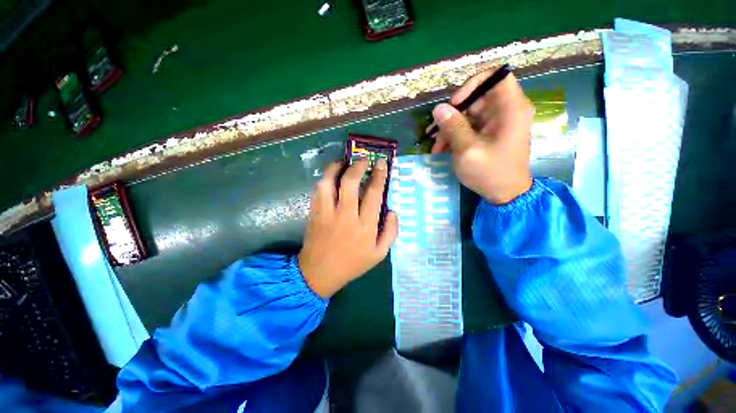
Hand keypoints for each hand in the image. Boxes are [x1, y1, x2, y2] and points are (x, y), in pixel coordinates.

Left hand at [298, 158, 398, 297]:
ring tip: (343, 162)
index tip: (381, 163)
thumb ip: (391, 232)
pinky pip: (318, 191)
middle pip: (350, 182)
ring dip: (336, 168)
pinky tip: (330, 177)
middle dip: (358, 166)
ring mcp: (327, 213)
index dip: (378, 175)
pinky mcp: (314, 213)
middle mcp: (346, 215)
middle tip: (363, 160)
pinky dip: (325, 179)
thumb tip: (393, 211)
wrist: (320, 273)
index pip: (373, 193)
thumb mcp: (379, 254)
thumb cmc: (352, 263)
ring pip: (329, 182)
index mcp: (365, 226)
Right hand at [430, 68, 534, 203]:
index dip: (472, 84)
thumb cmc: (490, 172)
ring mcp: (498, 123)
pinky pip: (470, 126)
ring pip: (469, 114)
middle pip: (477, 98)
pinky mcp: (490, 134)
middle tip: (436, 132)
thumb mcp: (467, 150)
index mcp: (510, 108)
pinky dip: (456, 135)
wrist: (505, 194)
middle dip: (454, 114)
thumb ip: (453, 127)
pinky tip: (443, 149)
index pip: (495, 77)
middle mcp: (506, 111)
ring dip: (450, 128)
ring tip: (436, 147)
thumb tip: (438, 108)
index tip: (454, 104)